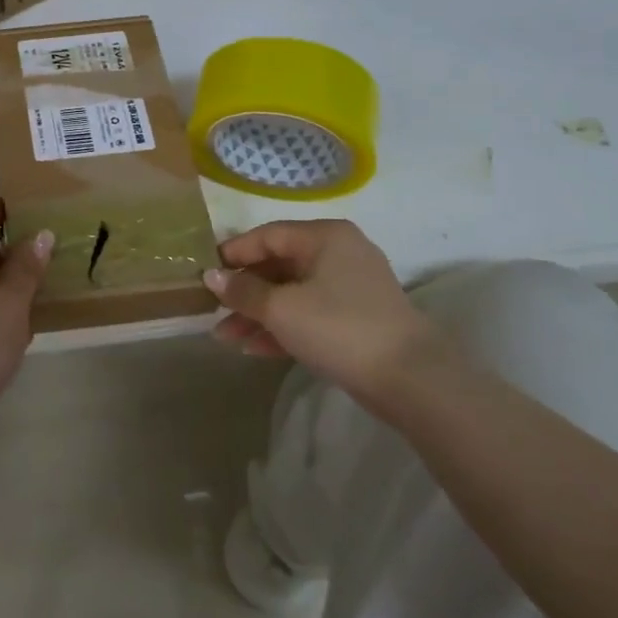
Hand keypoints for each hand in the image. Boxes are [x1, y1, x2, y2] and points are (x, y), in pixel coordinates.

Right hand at [204, 220, 449, 399]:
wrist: (413, 381)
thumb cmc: (340, 328)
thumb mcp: (281, 309)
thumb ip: (242, 291)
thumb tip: (210, 276)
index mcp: (324, 236)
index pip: (267, 236)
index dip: (233, 253)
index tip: (204, 273)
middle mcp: (339, 252)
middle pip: (278, 265)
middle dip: (243, 292)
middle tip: (212, 311)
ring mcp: (351, 286)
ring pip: (291, 293)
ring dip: (258, 314)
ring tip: (225, 337)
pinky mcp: (357, 318)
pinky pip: (309, 313)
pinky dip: (283, 327)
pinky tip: (253, 349)